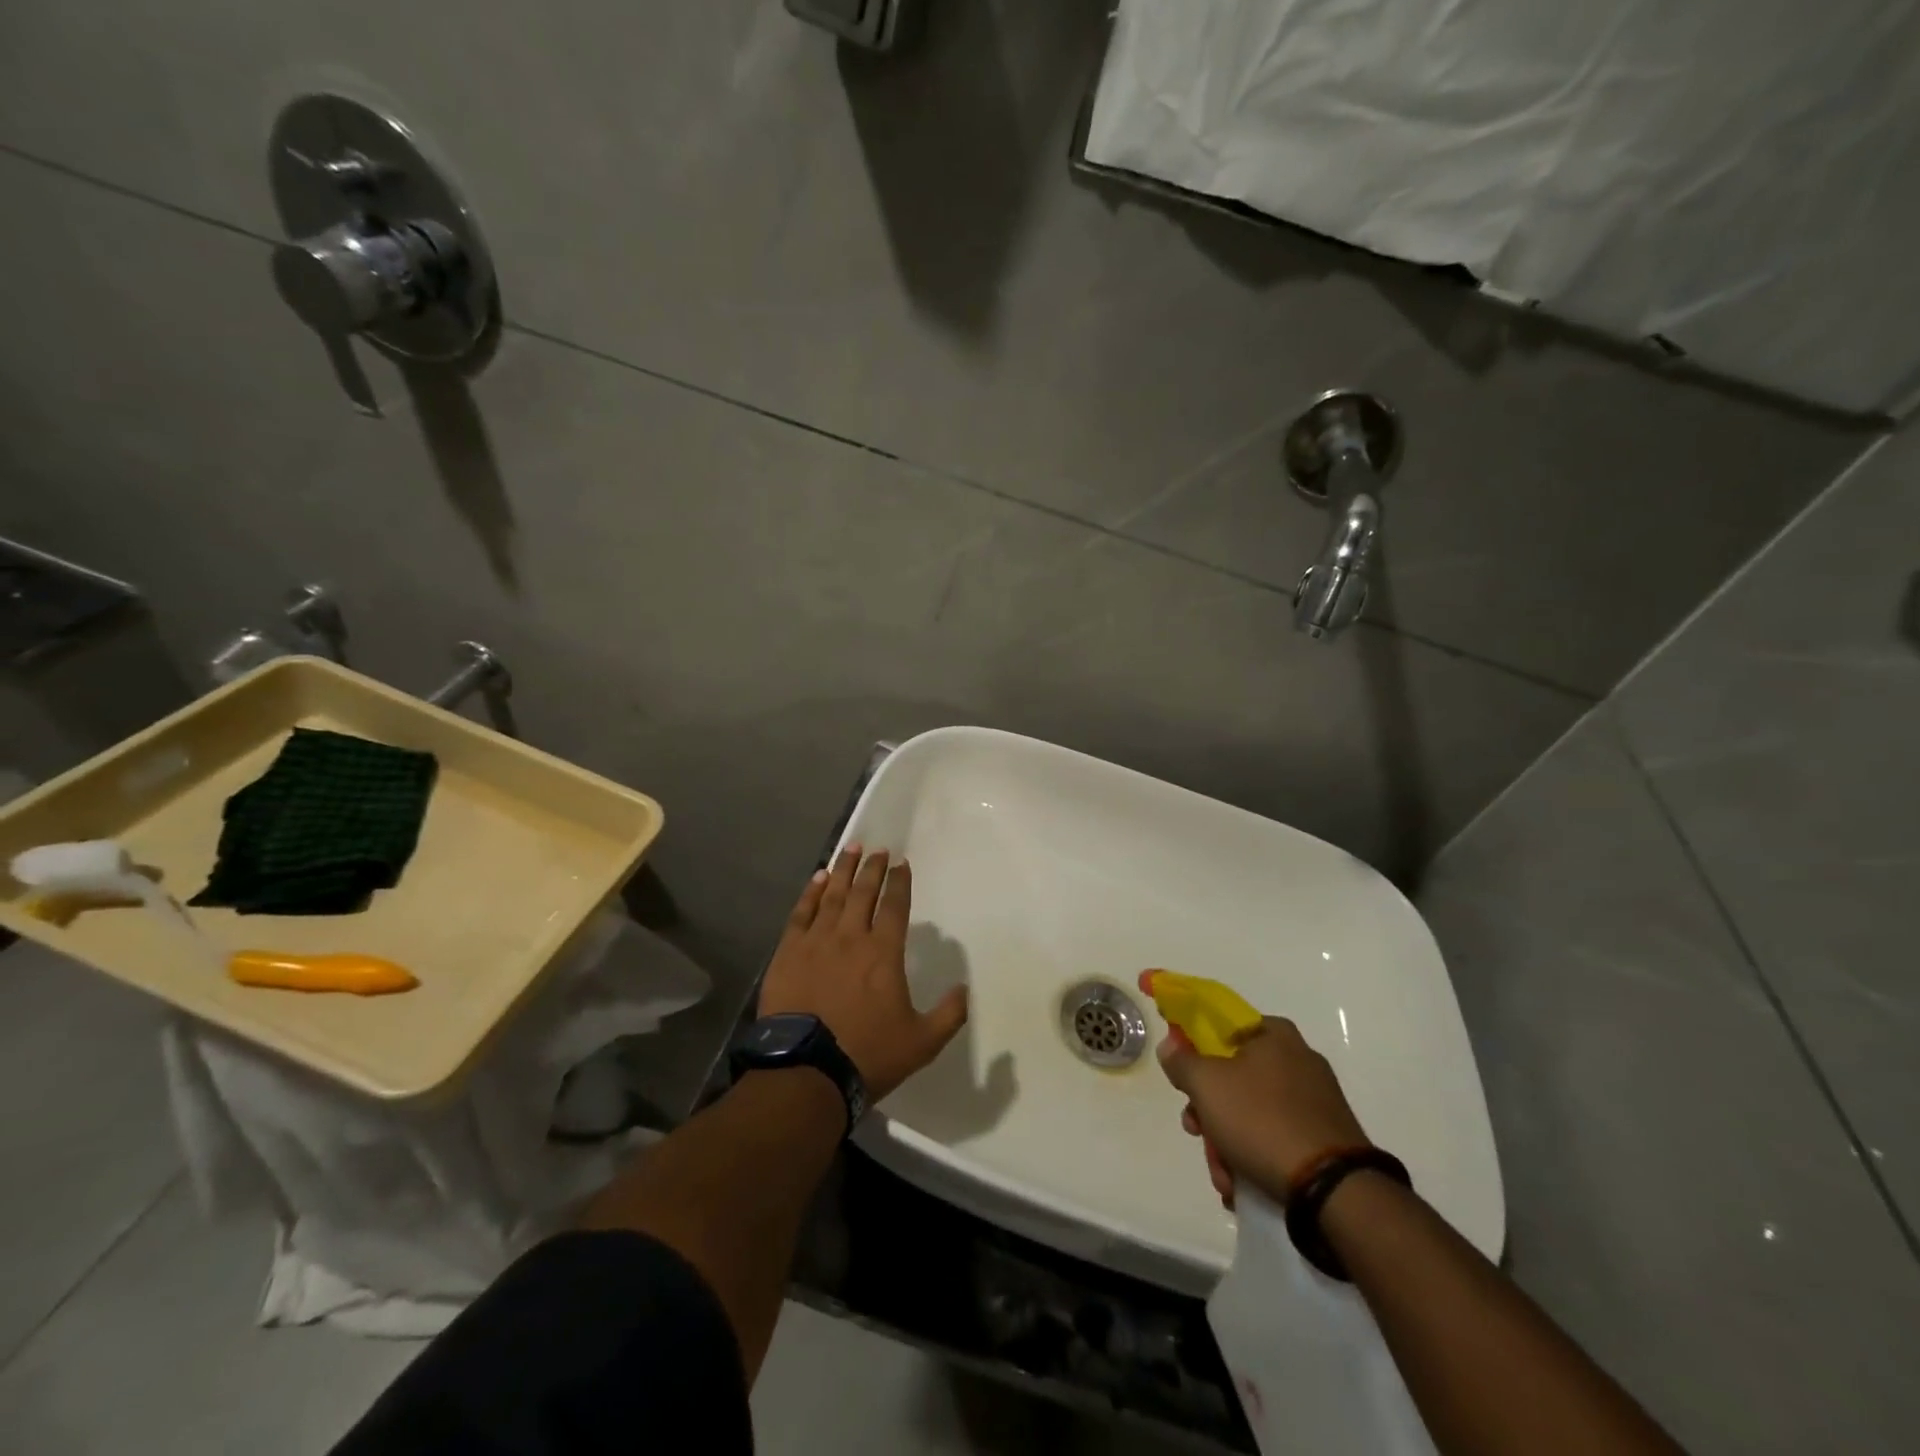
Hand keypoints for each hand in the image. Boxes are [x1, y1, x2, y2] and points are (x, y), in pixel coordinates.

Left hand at [758, 845, 968, 1104]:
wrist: (806, 1071)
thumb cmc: (867, 1054)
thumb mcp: (922, 1042)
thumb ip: (949, 1014)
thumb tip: (965, 990)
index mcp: (883, 953)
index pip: (894, 906)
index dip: (900, 882)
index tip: (902, 863)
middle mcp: (851, 937)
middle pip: (863, 892)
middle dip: (872, 868)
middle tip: (877, 849)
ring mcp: (816, 942)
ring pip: (832, 895)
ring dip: (843, 870)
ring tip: (850, 849)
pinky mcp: (788, 952)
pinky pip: (801, 913)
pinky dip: (811, 893)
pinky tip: (818, 878)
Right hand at [1151, 1005, 1369, 1209]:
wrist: (1333, 1190)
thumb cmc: (1262, 1120)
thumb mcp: (1206, 1084)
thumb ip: (1181, 1060)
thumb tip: (1171, 1045)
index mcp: (1275, 1034)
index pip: (1223, 1024)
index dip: (1194, 1043)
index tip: (1181, 1071)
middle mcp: (1298, 1059)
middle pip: (1233, 1074)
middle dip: (1208, 1108)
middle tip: (1196, 1129)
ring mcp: (1315, 1101)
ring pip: (1250, 1111)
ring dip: (1226, 1140)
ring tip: (1223, 1174)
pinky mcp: (1324, 1138)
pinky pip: (1275, 1136)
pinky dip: (1254, 1155)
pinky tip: (1242, 1183)